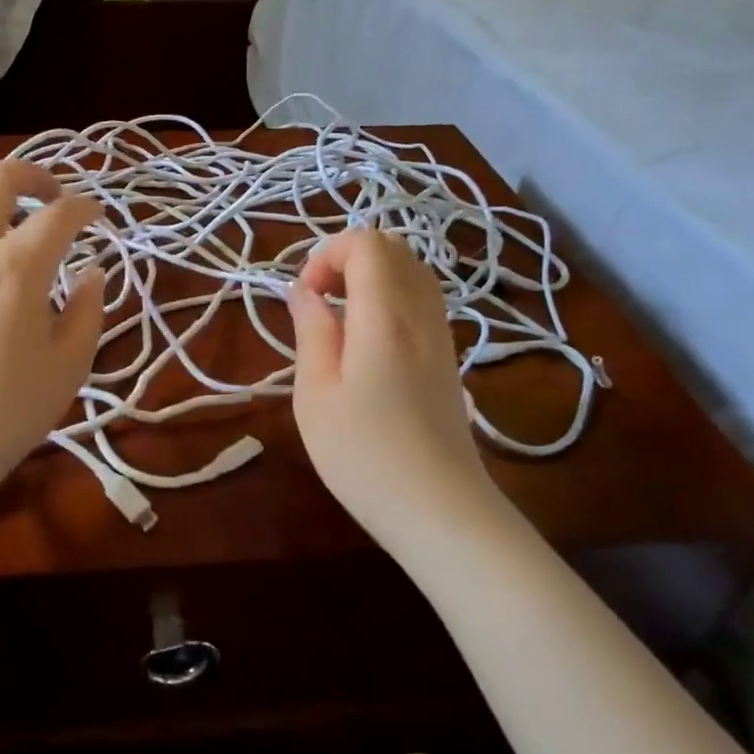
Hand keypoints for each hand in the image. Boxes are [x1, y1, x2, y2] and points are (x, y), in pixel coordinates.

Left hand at [0, 159, 104, 498]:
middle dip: (32, 175)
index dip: (84, 207)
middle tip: (53, 196)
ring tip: (19, 284)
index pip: (58, 214)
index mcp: (15, 269)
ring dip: (0, 233)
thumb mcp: (69, 366)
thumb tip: (91, 274)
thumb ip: (87, 310)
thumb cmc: (10, 411)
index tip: (96, 217)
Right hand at [288, 229, 491, 545]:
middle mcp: (421, 312)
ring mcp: (442, 333)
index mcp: (384, 315)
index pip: (366, 243)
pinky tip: (368, 340)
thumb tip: (304, 293)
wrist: (441, 510)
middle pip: (393, 248)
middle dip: (348, 258)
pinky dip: (391, 297)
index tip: (305, 297)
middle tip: (319, 301)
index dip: (327, 254)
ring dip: (371, 277)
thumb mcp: (316, 395)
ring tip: (340, 318)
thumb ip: (311, 332)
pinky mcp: (449, 356)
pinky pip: (423, 299)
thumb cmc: (365, 456)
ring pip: (412, 271)